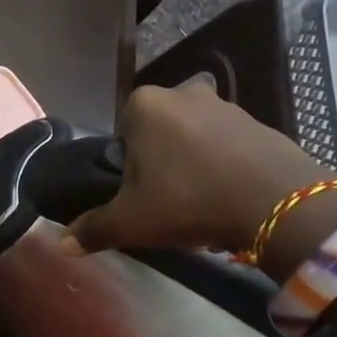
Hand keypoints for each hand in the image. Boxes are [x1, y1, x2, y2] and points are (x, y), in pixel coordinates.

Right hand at [63, 80, 336, 257]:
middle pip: (158, 130)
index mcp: (144, 105)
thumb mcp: (132, 221)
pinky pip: (229, 142)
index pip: (122, 132)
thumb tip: (61, 244)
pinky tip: (230, 193)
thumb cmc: (188, 202)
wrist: (275, 204)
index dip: (129, 166)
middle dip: (161, 159)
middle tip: (169, 197)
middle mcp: (182, 92)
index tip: (142, 194)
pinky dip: (226, 162)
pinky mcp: (258, 120)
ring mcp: (225, 103)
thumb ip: (94, 228)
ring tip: (202, 199)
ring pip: (194, 133)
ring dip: (194, 160)